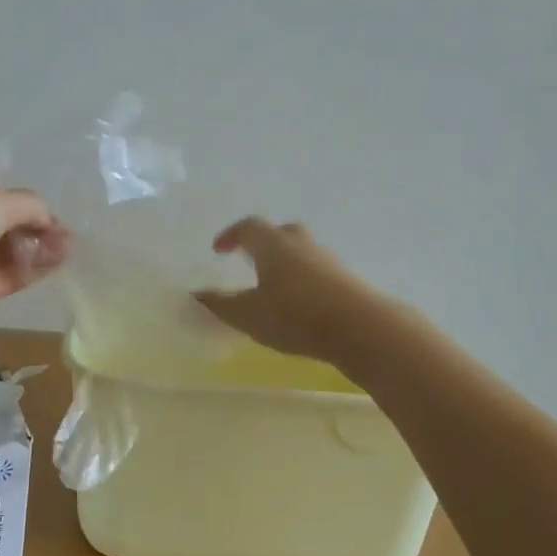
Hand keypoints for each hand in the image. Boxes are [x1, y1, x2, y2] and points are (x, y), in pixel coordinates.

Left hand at [0, 154, 71, 340]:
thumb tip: (48, 222)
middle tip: (59, 227)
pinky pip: (5, 276)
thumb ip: (30, 206)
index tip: (0, 171)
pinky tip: (57, 262)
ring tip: (67, 246)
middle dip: (28, 219)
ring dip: (36, 245)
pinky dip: (30, 269)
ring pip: (2, 248)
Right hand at [195, 218, 384, 366]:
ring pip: (302, 251)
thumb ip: (219, 304)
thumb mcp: (247, 315)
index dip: (231, 235)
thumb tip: (195, 294)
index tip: (218, 250)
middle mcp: (301, 244)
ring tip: (273, 286)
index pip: (248, 227)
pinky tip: (299, 303)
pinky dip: (303, 279)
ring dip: (285, 261)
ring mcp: (328, 260)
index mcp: (273, 245)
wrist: (360, 328)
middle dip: (263, 243)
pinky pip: (317, 270)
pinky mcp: (346, 279)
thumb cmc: (294, 316)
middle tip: (250, 260)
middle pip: (280, 232)